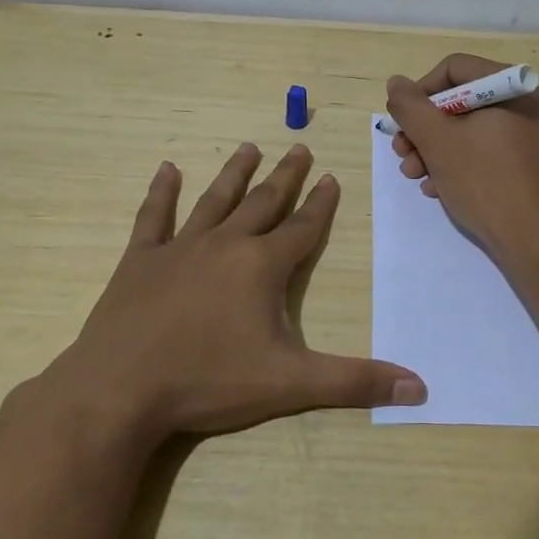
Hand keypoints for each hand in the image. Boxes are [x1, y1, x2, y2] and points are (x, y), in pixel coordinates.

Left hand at [40, 143, 425, 447]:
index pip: (303, 228)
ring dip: (234, 174)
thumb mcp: (290, 384)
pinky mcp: (139, 262)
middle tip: (299, 147)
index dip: (321, 204)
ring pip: (215, 201)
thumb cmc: (208, 382)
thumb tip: (420, 386)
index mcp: (262, 267)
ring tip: (249, 148)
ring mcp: (179, 249)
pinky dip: (161, 193)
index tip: (332, 177)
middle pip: (263, 203)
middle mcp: (225, 245)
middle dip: (285, 176)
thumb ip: (354, 382)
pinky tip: (167, 169)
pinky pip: (153, 218)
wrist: (119, 391)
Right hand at [386, 53, 538, 258]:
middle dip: (424, 129)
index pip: (454, 69)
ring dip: (434, 150)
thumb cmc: (485, 181)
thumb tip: (397, 83)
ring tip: (416, 176)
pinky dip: (458, 163)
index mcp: (512, 88)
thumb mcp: (437, 141)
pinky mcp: (527, 163)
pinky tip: (438, 188)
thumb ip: (410, 107)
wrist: (534, 239)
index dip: (420, 92)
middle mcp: (525, 104)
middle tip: (402, 153)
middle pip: (460, 101)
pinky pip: (485, 150)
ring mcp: (529, 135)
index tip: (403, 122)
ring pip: (469, 129)